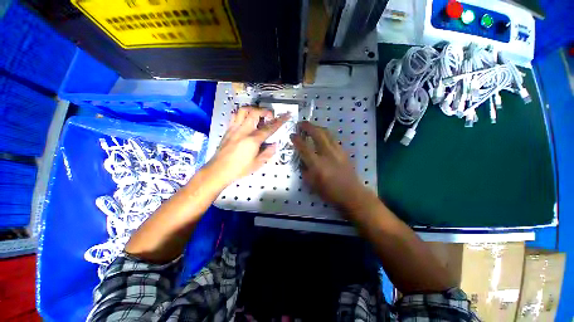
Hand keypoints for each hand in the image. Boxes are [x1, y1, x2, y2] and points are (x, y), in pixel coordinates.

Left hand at [206, 106, 290, 186]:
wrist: (218, 170)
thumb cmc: (239, 169)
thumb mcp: (257, 164)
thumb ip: (268, 153)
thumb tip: (275, 145)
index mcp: (253, 140)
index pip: (269, 128)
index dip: (279, 121)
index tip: (286, 115)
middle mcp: (244, 131)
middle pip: (255, 113)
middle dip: (265, 111)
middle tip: (270, 116)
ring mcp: (234, 129)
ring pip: (243, 110)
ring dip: (253, 109)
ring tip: (258, 115)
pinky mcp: (228, 130)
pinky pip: (234, 116)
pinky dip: (242, 114)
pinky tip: (245, 120)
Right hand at [290, 121, 371, 210]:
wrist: (352, 194)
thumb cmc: (330, 192)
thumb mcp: (312, 184)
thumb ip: (305, 171)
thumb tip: (302, 160)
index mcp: (318, 165)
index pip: (304, 148)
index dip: (297, 140)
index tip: (292, 135)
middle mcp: (328, 154)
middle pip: (318, 134)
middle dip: (308, 126)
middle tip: (301, 123)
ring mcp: (337, 151)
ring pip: (327, 133)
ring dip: (317, 127)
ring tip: (311, 126)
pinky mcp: (343, 151)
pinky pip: (332, 138)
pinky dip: (325, 134)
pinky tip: (322, 136)